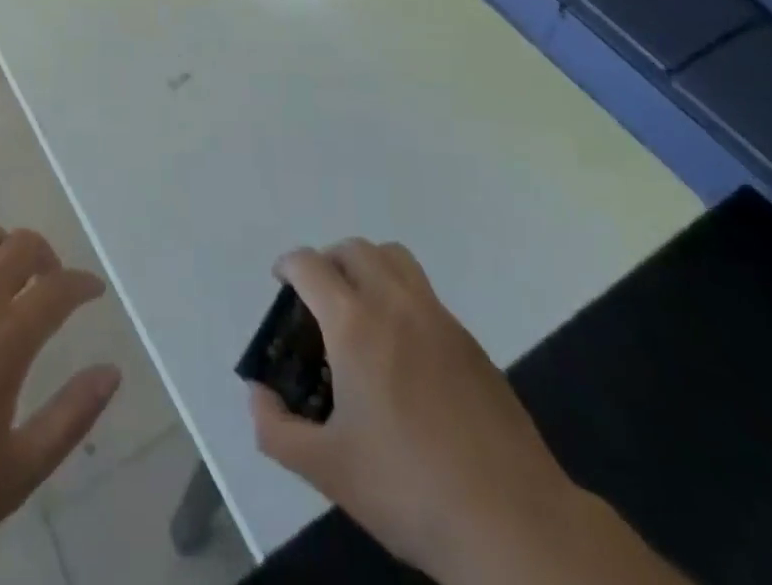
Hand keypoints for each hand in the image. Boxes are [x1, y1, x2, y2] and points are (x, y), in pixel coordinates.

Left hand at [0, 224, 120, 573]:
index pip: (58, 289)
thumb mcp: (15, 474)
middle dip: (46, 255)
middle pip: (21, 246)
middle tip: (50, 280)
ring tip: (6, 269)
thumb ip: (70, 418)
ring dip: (2, 244)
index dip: (82, 284)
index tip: (92, 290)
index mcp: (6, 340)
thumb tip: (111, 373)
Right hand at [248, 241, 577, 579]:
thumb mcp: (327, 470)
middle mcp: (394, 304)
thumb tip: (258, 395)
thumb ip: (276, 429)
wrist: (514, 523)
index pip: (310, 265)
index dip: (287, 266)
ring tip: (359, 309)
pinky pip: (425, 293)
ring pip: (395, 258)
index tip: (281, 285)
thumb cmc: (409, 489)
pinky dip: (401, 297)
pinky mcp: (470, 342)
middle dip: (327, 262)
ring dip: (368, 266)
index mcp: (354, 324)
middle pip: (354, 249)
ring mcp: (438, 318)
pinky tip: (403, 352)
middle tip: (317, 299)